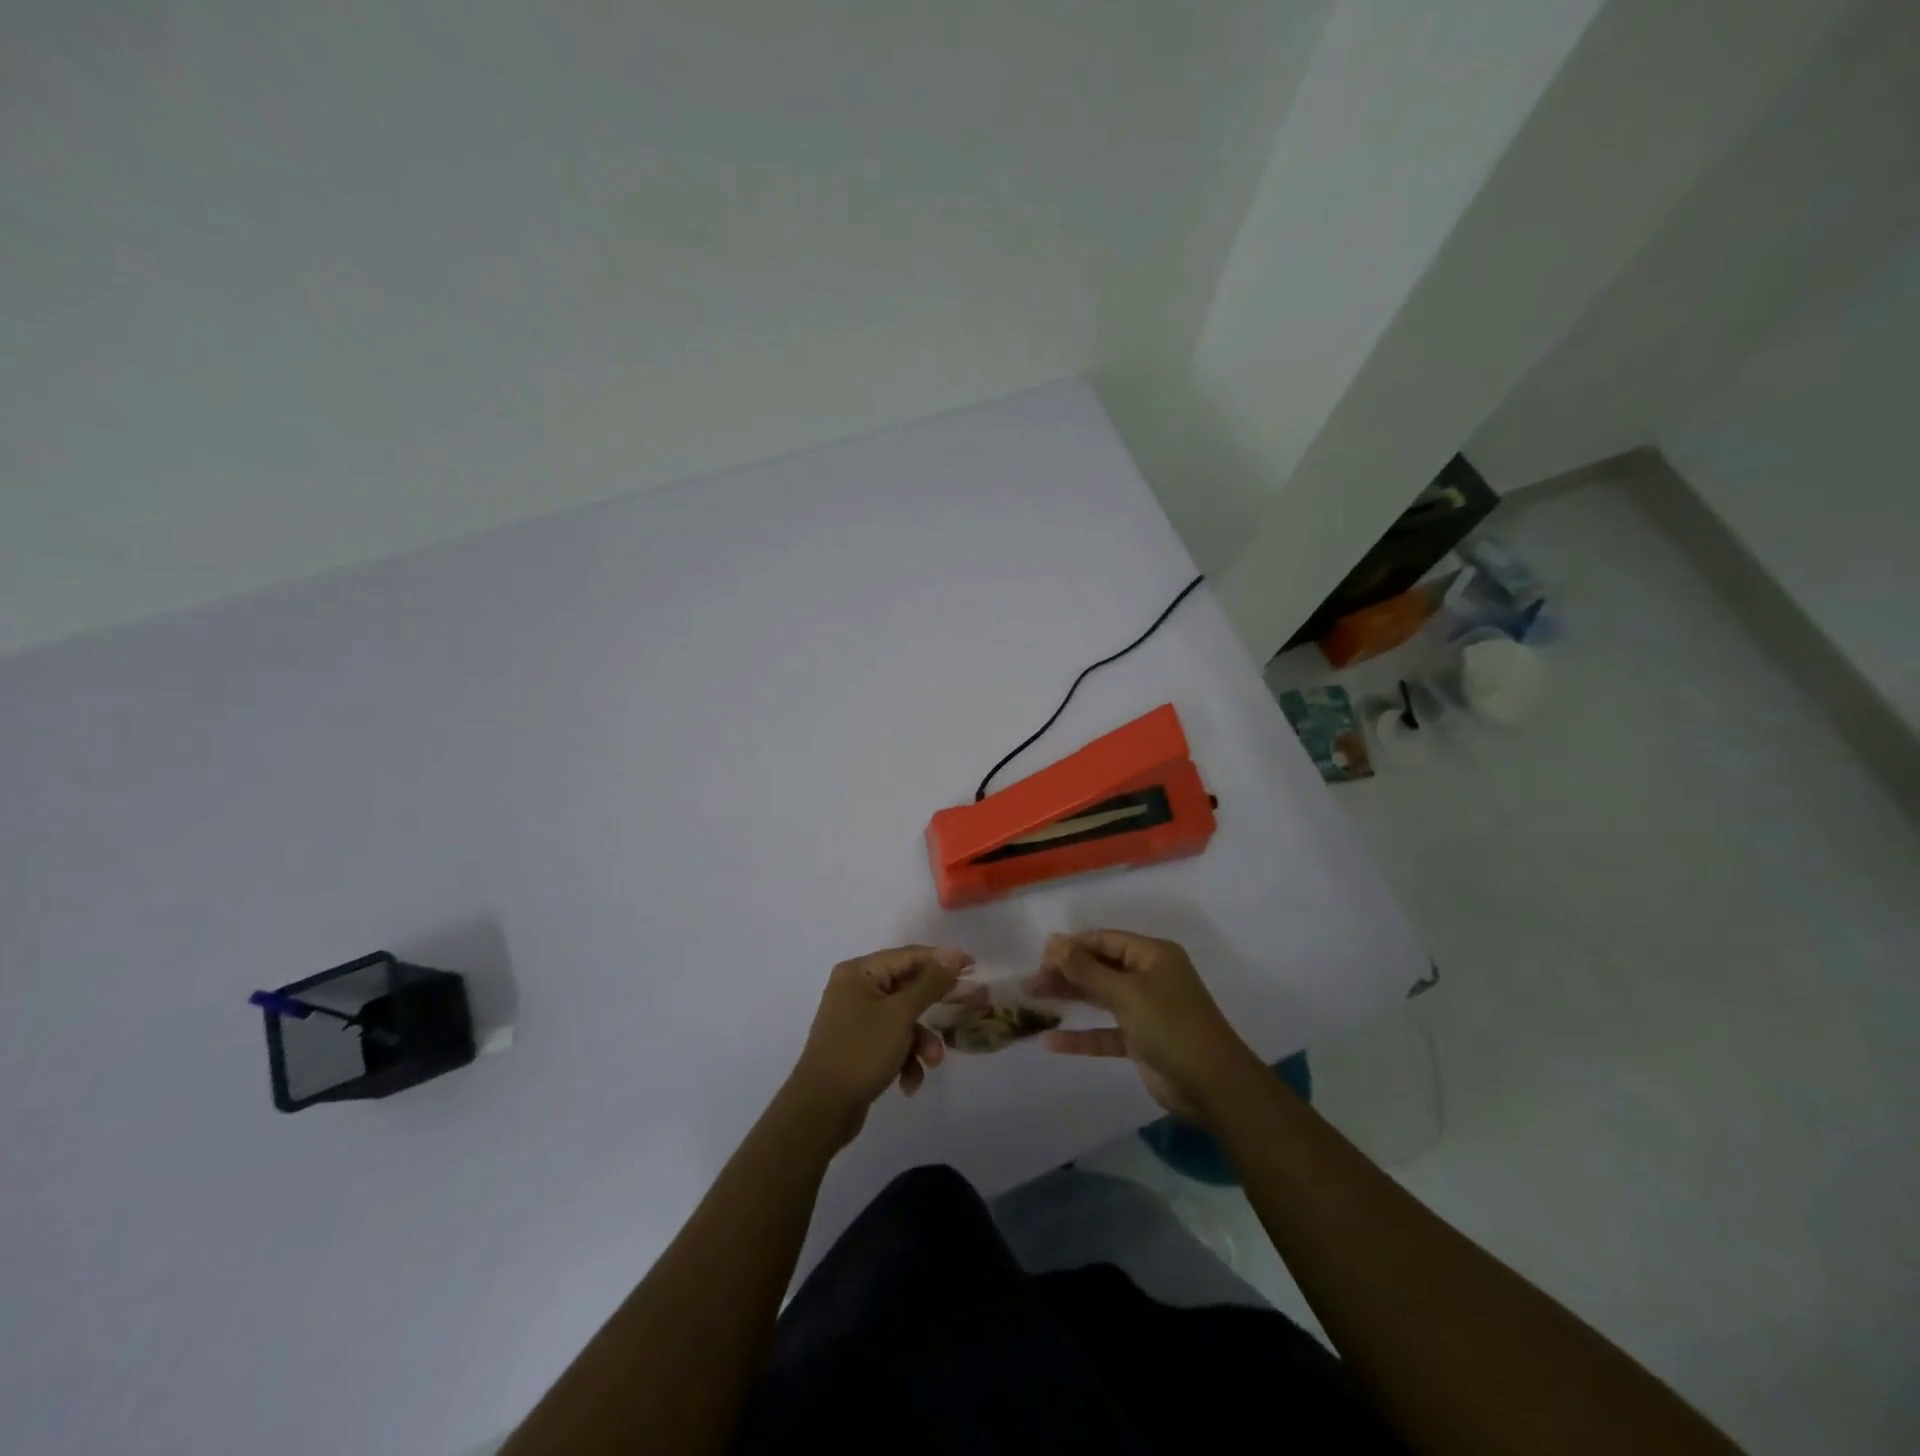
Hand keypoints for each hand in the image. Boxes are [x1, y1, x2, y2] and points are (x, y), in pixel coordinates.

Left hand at [788, 945, 971, 1143]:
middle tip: (969, 1006)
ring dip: (921, 1041)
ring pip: (902, 1019)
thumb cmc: (861, 1052)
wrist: (820, 1110)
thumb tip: (952, 953)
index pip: (908, 956)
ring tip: (931, 1063)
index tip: (973, 966)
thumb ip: (929, 983)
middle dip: (934, 1007)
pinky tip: (909, 1082)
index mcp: (859, 972)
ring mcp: (855, 1018)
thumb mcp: (900, 1015)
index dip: (941, 960)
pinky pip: (890, 1041)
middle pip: (907, 988)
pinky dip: (904, 1058)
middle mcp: (855, 989)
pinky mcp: (858, 1045)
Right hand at [1028, 930, 1260, 1124]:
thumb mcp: (1126, 993)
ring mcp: (1146, 1009)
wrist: (1214, 1087)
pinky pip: (1105, 1032)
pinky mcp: (1141, 1040)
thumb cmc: (1171, 1026)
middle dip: (1066, 973)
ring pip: (1100, 998)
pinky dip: (1082, 1036)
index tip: (1040, 957)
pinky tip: (1052, 1041)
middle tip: (1030, 982)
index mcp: (1153, 955)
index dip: (1072, 946)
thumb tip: (1054, 940)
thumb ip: (1086, 970)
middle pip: (1100, 967)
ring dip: (1070, 999)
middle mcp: (1150, 977)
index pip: (1105, 940)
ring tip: (1032, 1000)